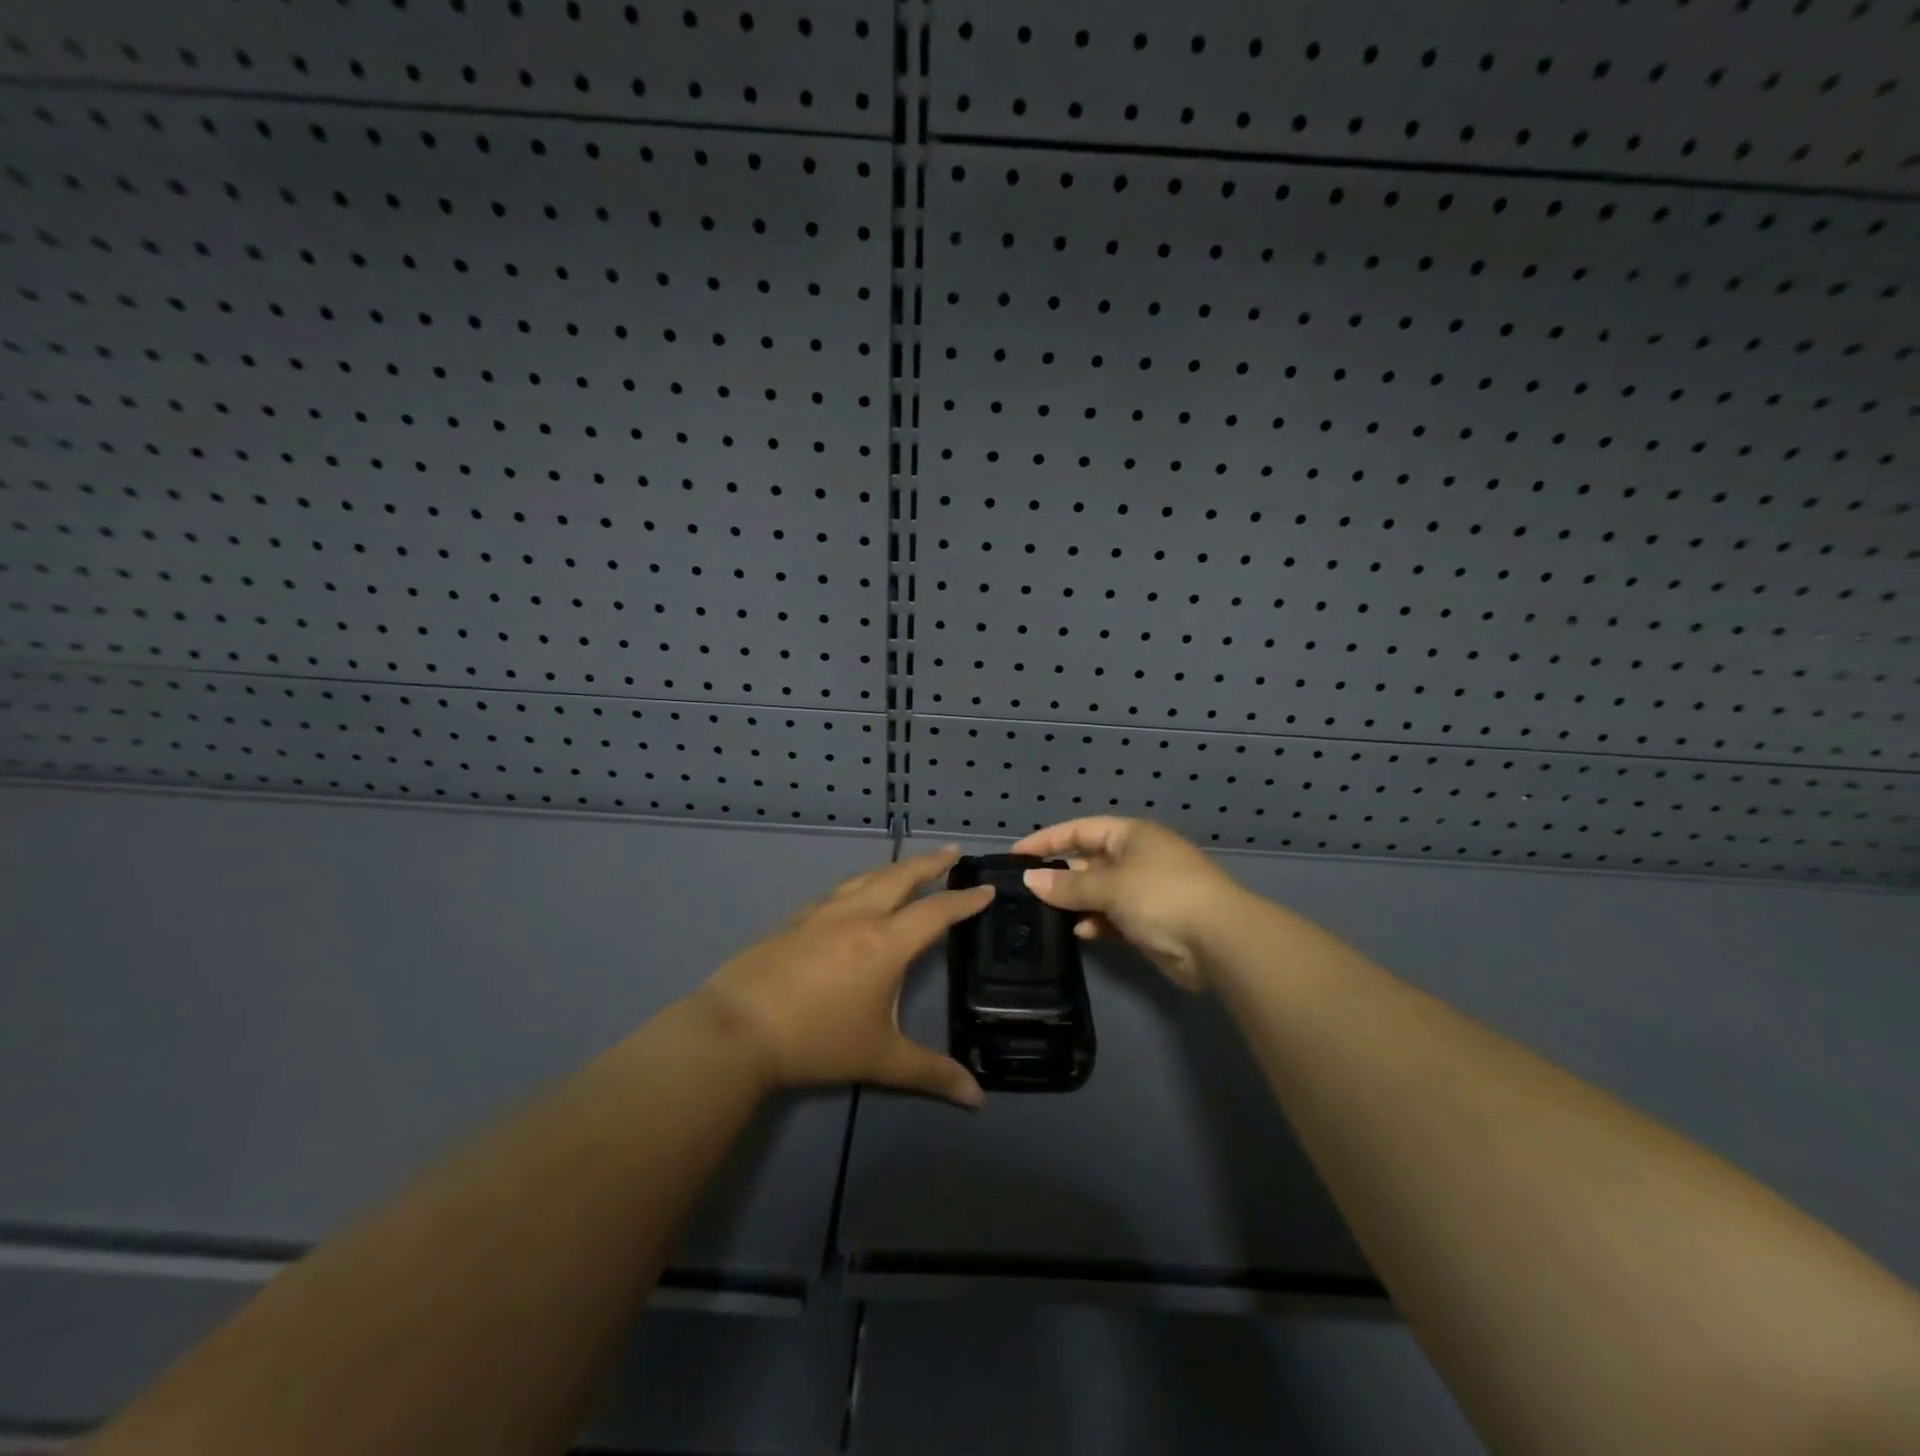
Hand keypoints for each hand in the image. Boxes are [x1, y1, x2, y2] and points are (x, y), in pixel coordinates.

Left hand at [695, 846, 992, 1106]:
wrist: (737, 1027)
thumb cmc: (816, 1041)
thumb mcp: (880, 1059)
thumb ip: (931, 1074)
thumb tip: (979, 1100)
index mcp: (886, 942)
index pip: (936, 912)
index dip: (965, 900)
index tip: (986, 888)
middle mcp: (859, 915)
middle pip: (901, 876)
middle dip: (930, 864)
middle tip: (951, 853)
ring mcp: (822, 913)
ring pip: (867, 877)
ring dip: (895, 868)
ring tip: (909, 867)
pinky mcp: (795, 919)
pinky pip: (839, 890)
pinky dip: (861, 883)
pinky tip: (855, 893)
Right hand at [1011, 818, 1241, 991]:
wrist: (1219, 940)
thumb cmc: (1161, 896)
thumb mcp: (1109, 886)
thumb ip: (1068, 886)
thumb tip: (1030, 880)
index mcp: (1130, 835)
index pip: (1079, 830)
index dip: (1047, 841)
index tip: (1016, 856)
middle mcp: (1137, 858)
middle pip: (1088, 861)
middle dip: (1060, 875)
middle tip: (1026, 891)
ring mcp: (1145, 890)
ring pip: (1099, 892)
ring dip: (1076, 902)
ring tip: (1045, 914)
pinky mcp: (1151, 922)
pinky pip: (1113, 917)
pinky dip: (1096, 922)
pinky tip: (1080, 932)